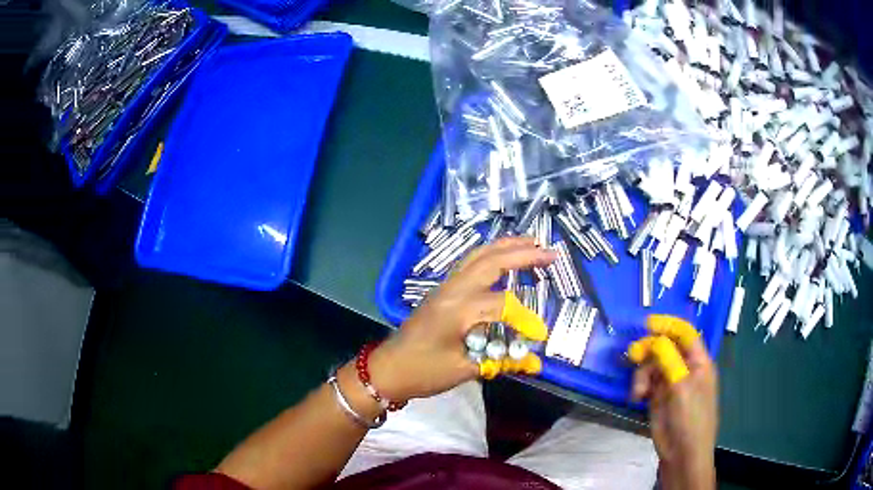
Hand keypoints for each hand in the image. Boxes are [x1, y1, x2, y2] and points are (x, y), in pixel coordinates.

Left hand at [369, 236, 555, 402]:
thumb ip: (500, 361)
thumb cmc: (422, 372)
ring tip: (531, 242)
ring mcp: (445, 287)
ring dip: (506, 247)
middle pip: (491, 261)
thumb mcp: (464, 370)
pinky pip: (470, 264)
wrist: (388, 369)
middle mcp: (452, 290)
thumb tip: (534, 362)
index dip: (525, 318)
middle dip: (523, 253)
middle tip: (550, 252)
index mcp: (458, 309)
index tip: (541, 335)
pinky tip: (503, 258)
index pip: (502, 305)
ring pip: (478, 256)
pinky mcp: (442, 291)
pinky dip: (491, 255)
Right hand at [631, 327, 717, 489]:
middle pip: (665, 347)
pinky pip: (645, 382)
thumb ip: (669, 359)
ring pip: (652, 365)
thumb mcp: (682, 386)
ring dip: (642, 374)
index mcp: (699, 362)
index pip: (685, 334)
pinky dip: (639, 386)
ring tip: (638, 392)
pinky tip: (636, 397)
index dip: (669, 325)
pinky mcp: (657, 397)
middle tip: (633, 356)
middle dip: (649, 350)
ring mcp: (671, 383)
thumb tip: (655, 338)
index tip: (647, 324)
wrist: (682, 452)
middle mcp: (685, 368)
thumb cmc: (690, 417)